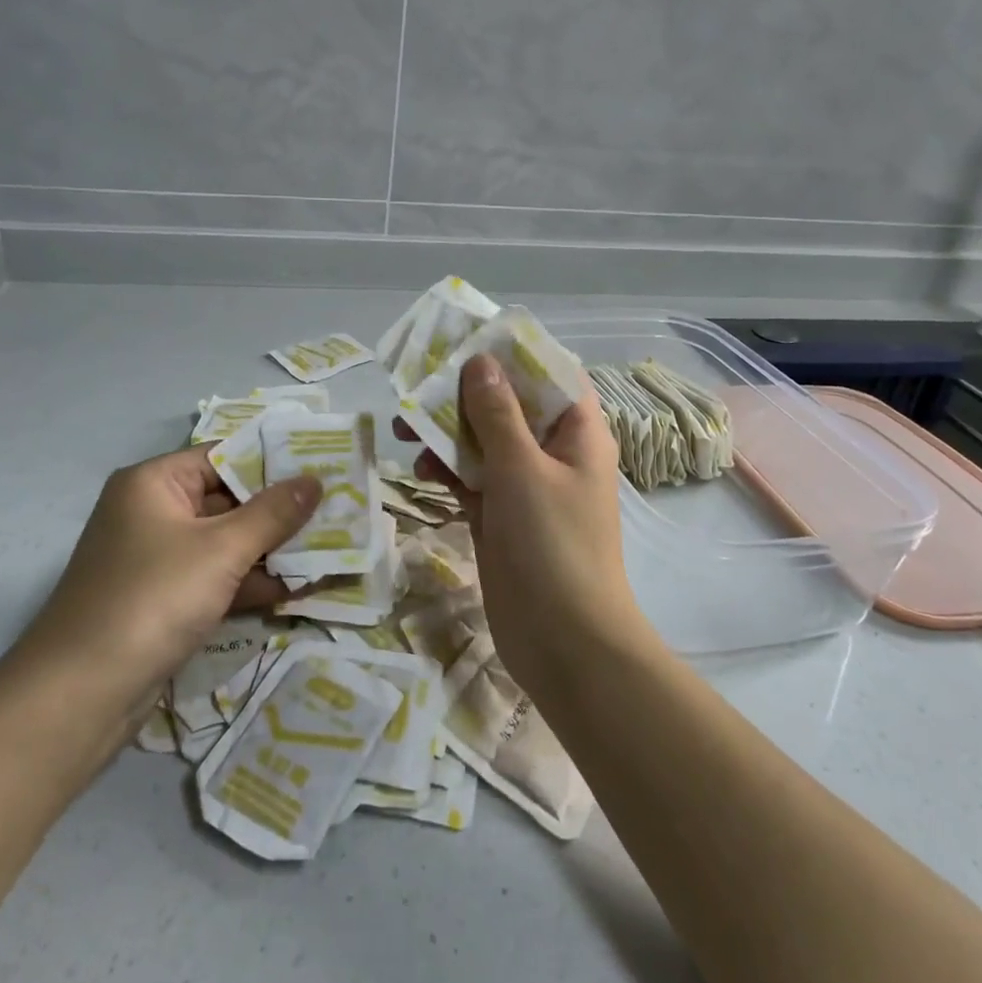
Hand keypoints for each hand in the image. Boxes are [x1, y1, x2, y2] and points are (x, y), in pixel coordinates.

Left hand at [6, 446, 319, 716]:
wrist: (79, 697)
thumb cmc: (152, 600)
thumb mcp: (221, 550)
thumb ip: (273, 513)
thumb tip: (314, 480)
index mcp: (155, 483)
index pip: (224, 456)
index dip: (274, 462)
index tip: (323, 467)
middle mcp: (153, 512)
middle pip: (228, 500)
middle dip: (280, 511)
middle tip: (337, 510)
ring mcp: (157, 559)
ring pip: (226, 542)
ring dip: (271, 550)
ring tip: (330, 550)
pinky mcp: (164, 600)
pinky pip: (216, 578)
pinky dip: (250, 582)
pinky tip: (298, 589)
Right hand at [408, 354, 641, 695]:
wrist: (565, 643)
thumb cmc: (553, 545)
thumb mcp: (522, 469)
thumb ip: (497, 413)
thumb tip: (480, 361)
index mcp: (576, 432)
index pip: (548, 373)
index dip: (510, 353)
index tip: (465, 339)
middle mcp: (553, 452)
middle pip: (507, 406)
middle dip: (463, 394)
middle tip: (417, 384)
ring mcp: (526, 487)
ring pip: (483, 443)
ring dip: (447, 433)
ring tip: (404, 428)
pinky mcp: (501, 516)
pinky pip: (472, 480)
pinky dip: (448, 472)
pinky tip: (420, 472)